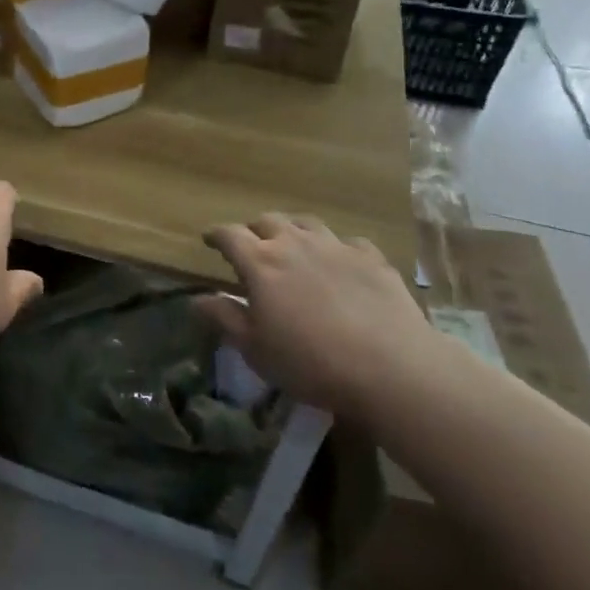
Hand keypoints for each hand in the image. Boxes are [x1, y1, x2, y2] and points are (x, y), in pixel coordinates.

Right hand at [197, 214, 437, 416]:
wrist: (391, 368)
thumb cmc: (310, 363)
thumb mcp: (255, 349)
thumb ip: (225, 318)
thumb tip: (197, 298)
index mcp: (261, 263)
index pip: (229, 235)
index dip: (216, 235)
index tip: (209, 240)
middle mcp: (295, 244)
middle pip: (268, 221)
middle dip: (254, 230)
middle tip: (252, 247)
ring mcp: (336, 247)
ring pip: (307, 224)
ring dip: (293, 231)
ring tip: (293, 247)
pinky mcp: (372, 259)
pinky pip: (347, 242)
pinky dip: (335, 249)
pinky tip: (339, 265)